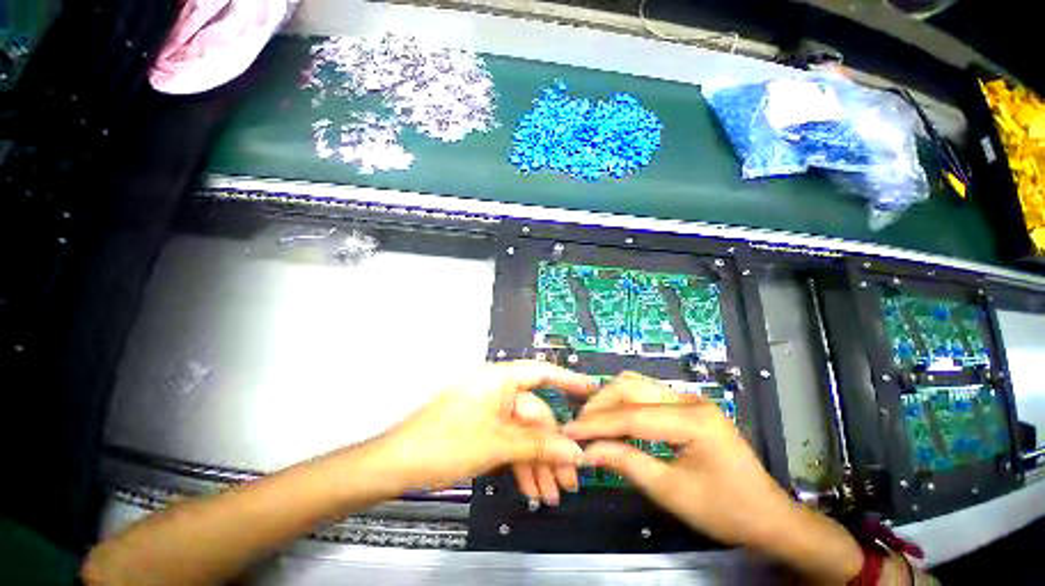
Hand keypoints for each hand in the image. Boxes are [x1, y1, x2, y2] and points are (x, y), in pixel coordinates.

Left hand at [373, 360, 596, 503]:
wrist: (395, 466)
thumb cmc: (444, 443)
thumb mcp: (496, 444)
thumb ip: (538, 445)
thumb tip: (575, 450)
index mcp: (498, 379)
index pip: (541, 373)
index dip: (568, 381)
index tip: (592, 392)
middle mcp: (496, 390)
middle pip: (534, 414)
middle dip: (552, 446)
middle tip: (571, 478)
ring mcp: (488, 410)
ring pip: (523, 432)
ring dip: (538, 461)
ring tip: (554, 492)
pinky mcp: (481, 428)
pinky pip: (509, 441)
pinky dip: (521, 463)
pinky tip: (532, 486)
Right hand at [562, 372, 862, 582]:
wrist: (768, 515)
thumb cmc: (725, 510)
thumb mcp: (671, 492)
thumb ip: (626, 463)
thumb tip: (587, 452)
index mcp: (693, 420)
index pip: (631, 416)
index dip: (596, 424)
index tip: (569, 431)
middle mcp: (689, 398)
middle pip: (630, 387)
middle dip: (599, 405)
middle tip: (579, 427)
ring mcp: (688, 397)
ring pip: (635, 384)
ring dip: (609, 400)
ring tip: (592, 422)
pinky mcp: (685, 404)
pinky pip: (645, 393)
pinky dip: (623, 403)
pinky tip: (613, 418)